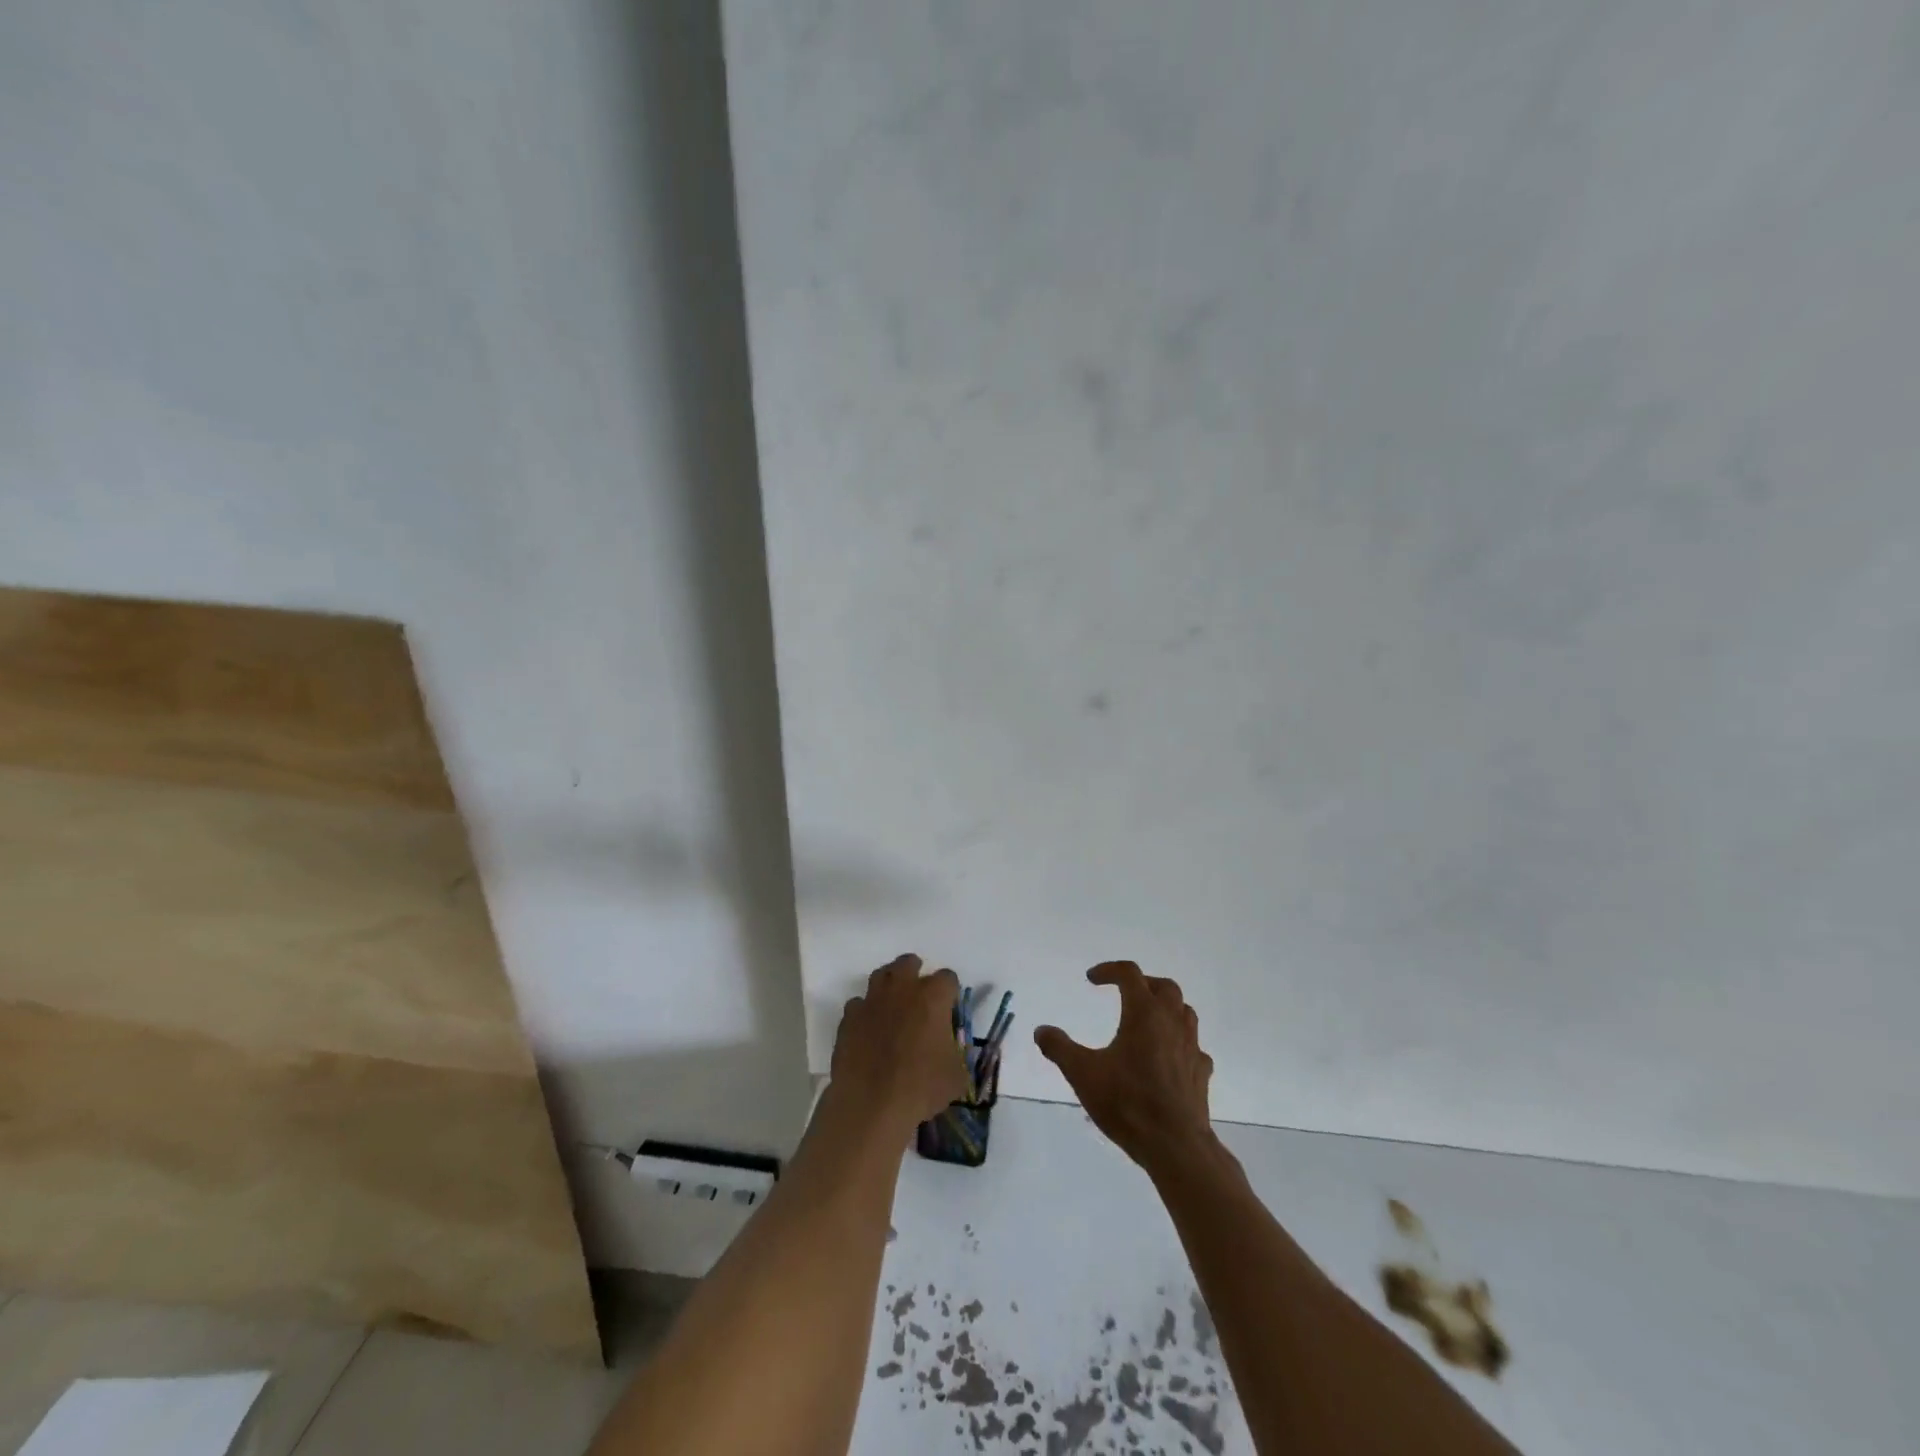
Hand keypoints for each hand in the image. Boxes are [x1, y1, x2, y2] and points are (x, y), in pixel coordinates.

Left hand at [828, 954, 968, 1135]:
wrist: (871, 1103)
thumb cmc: (921, 1087)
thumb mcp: (956, 1076)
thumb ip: (957, 1054)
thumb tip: (952, 1053)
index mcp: (933, 997)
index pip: (948, 978)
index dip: (950, 991)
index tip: (949, 1008)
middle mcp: (902, 989)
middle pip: (908, 963)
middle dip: (916, 973)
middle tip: (919, 995)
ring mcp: (872, 1000)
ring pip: (880, 975)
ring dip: (889, 984)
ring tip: (893, 1004)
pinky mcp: (849, 1017)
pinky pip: (858, 1004)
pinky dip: (865, 1011)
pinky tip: (869, 1028)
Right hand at [1035, 961, 1215, 1171]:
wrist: (1176, 1145)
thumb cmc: (1127, 1103)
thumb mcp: (1083, 1074)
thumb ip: (1060, 1048)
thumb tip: (1041, 1030)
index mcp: (1144, 1014)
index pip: (1129, 974)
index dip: (1109, 970)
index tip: (1091, 979)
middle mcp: (1171, 1022)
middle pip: (1164, 987)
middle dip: (1143, 983)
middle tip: (1124, 993)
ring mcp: (1191, 1047)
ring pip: (1184, 1011)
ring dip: (1165, 1007)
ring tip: (1146, 1020)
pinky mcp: (1201, 1072)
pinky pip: (1193, 1045)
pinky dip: (1179, 1041)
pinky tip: (1167, 1057)